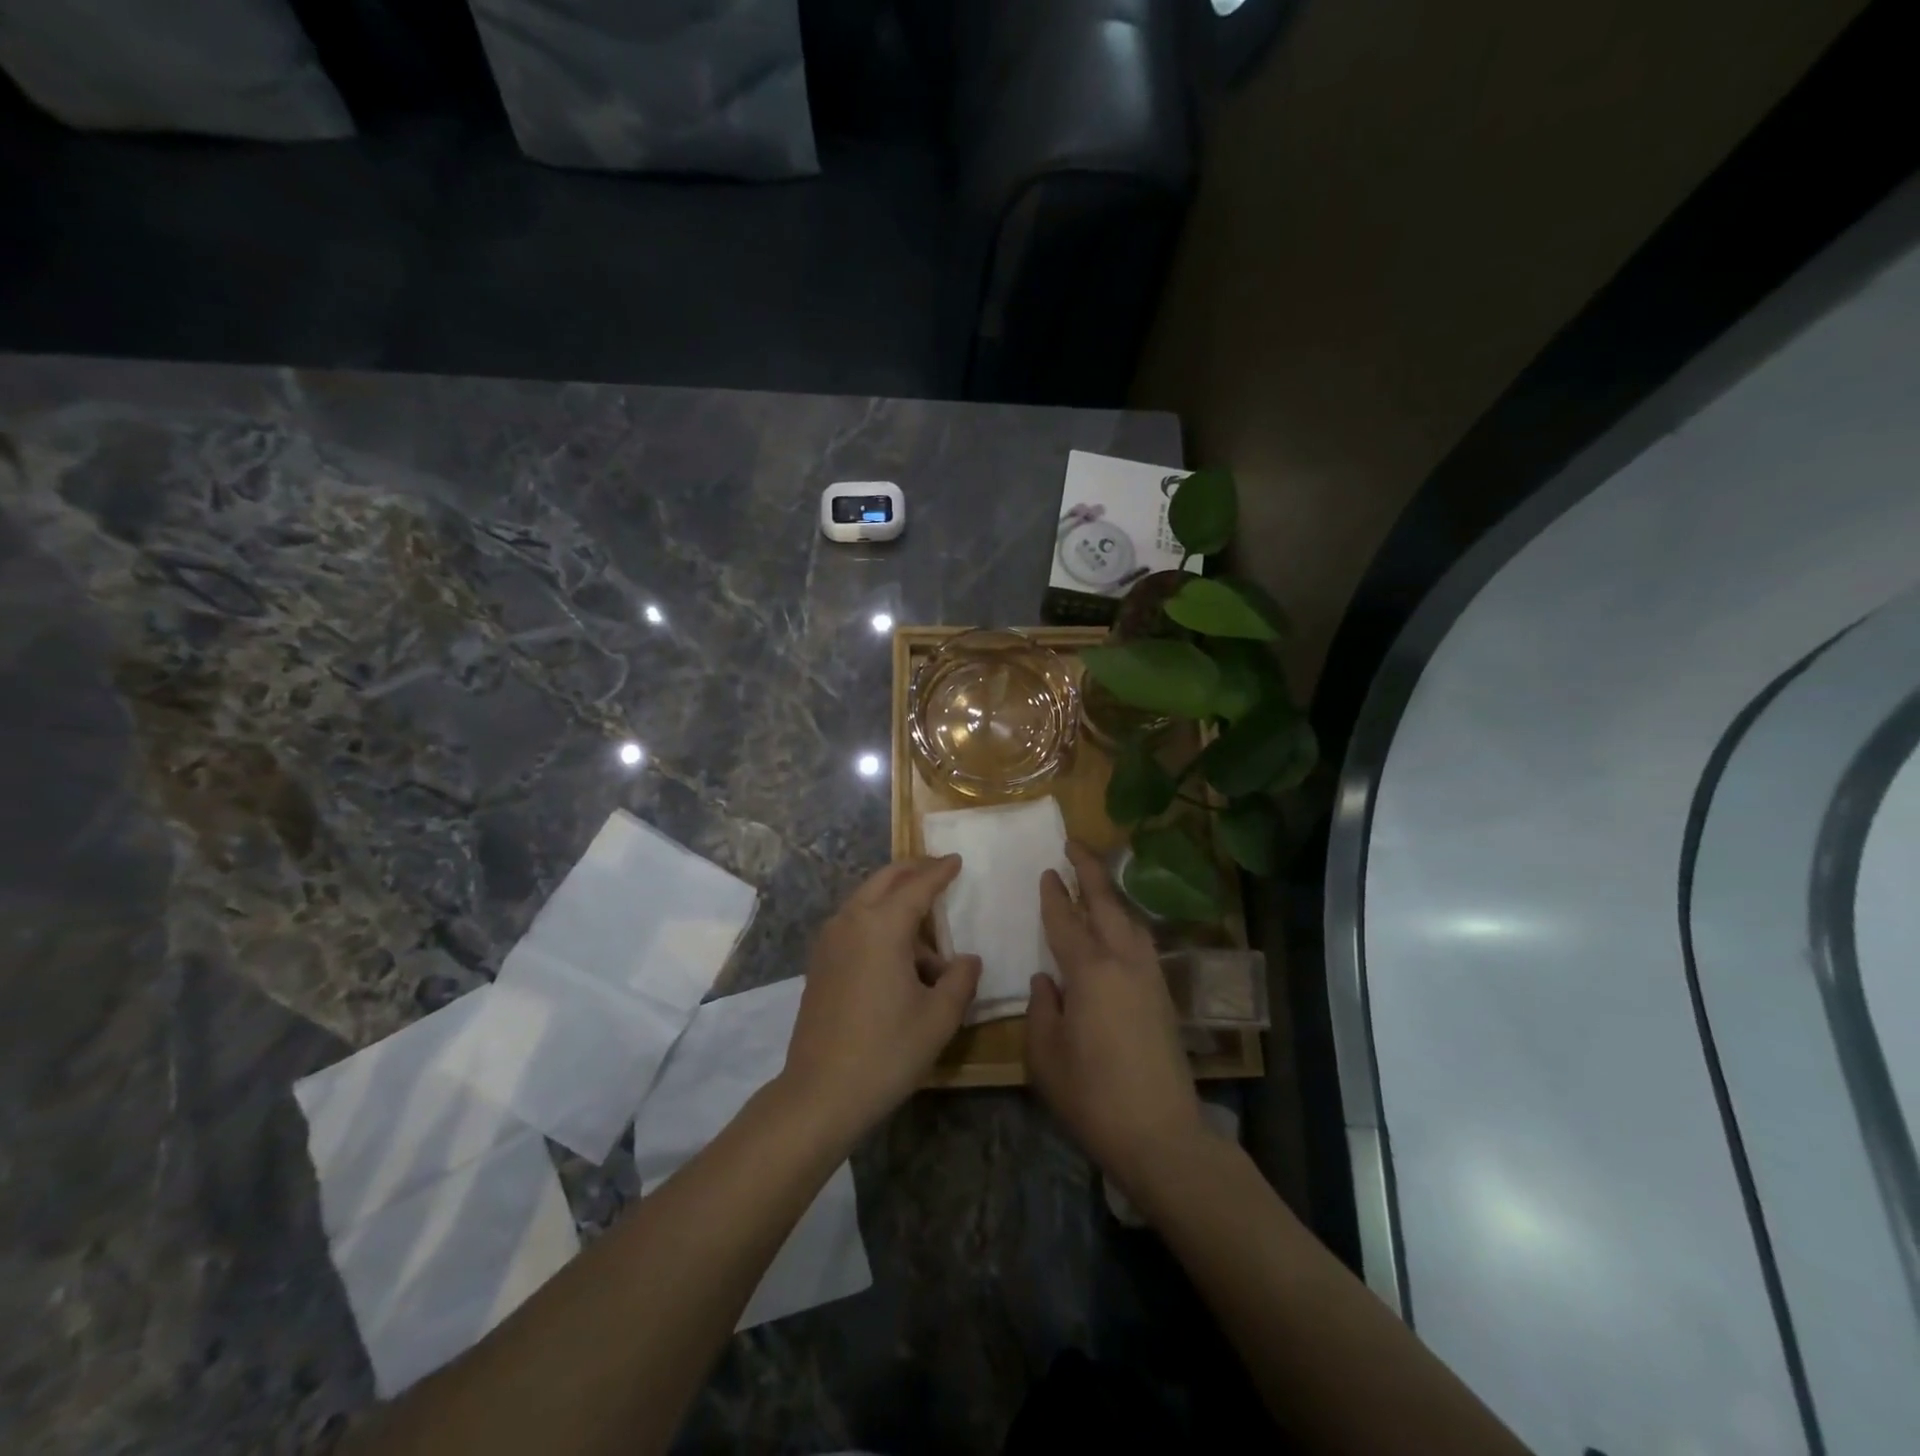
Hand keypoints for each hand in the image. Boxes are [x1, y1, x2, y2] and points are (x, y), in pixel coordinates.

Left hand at [780, 856, 981, 1143]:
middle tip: (938, 870)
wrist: (820, 1093)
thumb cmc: (887, 1051)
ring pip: (866, 901)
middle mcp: (851, 921)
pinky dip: (877, 921)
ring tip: (926, 937)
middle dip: (912, 871)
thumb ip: (960, 979)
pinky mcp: (819, 962)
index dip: (940, 871)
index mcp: (882, 925)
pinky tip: (896, 955)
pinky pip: (853, 924)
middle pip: (884, 880)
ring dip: (894, 901)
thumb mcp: (939, 1017)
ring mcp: (829, 941)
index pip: (918, 885)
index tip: (956, 859)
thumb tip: (967, 959)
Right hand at [1027, 842, 1203, 1196]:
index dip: (1054, 895)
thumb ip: (1041, 1009)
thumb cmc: (1093, 1096)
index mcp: (1091, 971)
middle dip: (1089, 871)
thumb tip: (1047, 980)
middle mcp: (1124, 962)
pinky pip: (1141, 941)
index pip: (1067, 920)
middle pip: (1107, 904)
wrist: (1162, 1135)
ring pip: (1130, 919)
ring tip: (1094, 880)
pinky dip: (1125, 921)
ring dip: (1110, 893)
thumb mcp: (1046, 1055)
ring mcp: (1150, 977)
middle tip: (1073, 844)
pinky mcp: (1163, 996)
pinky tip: (1117, 928)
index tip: (1046, 871)